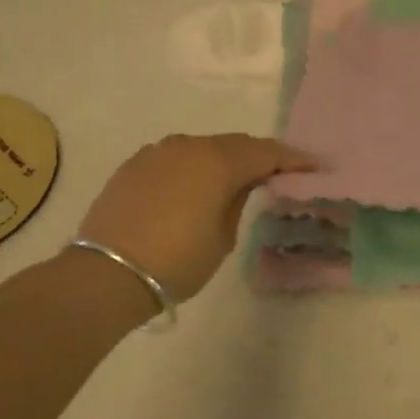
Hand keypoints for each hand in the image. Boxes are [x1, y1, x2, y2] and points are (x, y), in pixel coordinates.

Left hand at [76, 133, 315, 303]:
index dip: (293, 159)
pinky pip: (176, 157)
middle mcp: (189, 146)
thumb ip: (237, 201)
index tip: (314, 165)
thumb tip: (241, 184)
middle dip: (260, 156)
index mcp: (217, 161)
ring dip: (224, 159)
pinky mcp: (134, 165)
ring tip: (238, 178)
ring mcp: (157, 152)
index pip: (266, 152)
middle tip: (281, 171)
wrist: (105, 274)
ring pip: (203, 148)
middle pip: (235, 144)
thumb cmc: (176, 261)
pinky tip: (196, 184)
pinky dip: (194, 166)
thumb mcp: (222, 237)